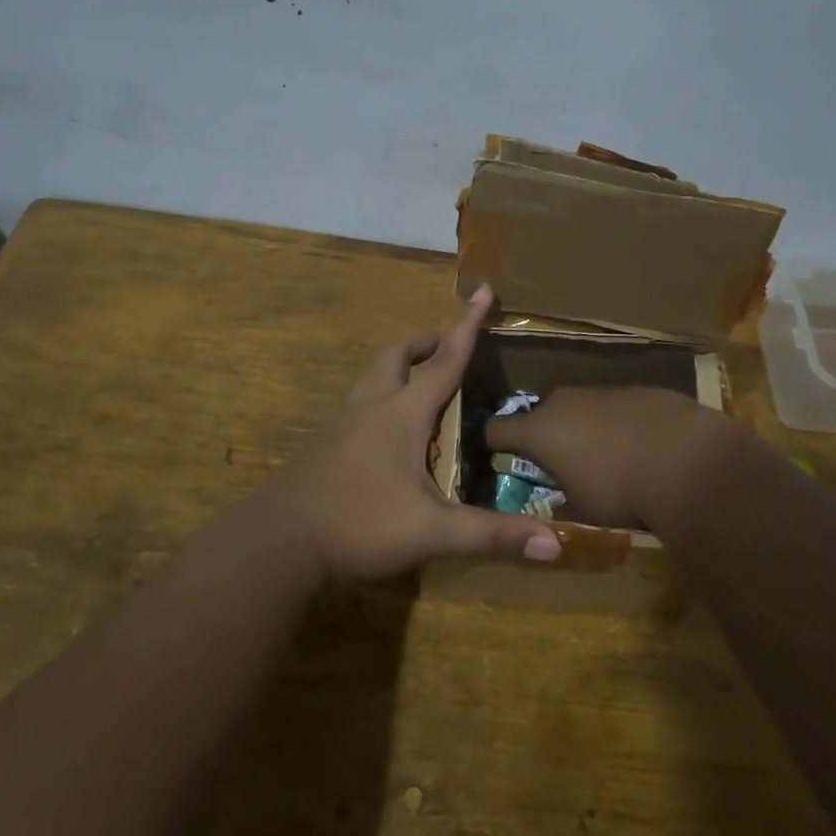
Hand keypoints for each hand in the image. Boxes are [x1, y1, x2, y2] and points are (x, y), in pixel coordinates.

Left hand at [264, 285, 561, 580]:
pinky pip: (360, 401)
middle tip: (449, 349)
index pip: (446, 359)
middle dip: (427, 344)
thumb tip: (556, 546)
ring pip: (374, 375)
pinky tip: (389, 429)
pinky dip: (381, 395)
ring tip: (422, 382)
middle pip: (398, 355)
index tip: (484, 289)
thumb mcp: (433, 532)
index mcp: (403, 412)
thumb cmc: (360, 524)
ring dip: (400, 366)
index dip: (468, 325)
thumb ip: (492, 536)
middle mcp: (372, 405)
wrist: (280, 543)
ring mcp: (343, 422)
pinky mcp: (326, 443)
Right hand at [485, 386, 725, 530]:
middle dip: (547, 437)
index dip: (492, 443)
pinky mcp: (640, 389)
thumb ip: (561, 499)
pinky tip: (644, 447)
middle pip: (542, 415)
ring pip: (582, 409)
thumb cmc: (620, 490)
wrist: (688, 460)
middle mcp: (564, 402)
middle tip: (561, 464)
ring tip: (608, 458)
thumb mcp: (581, 509)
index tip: (495, 455)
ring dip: (586, 429)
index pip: (496, 429)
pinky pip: (617, 408)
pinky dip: (620, 424)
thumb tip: (557, 500)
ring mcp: (603, 391)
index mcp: (539, 430)